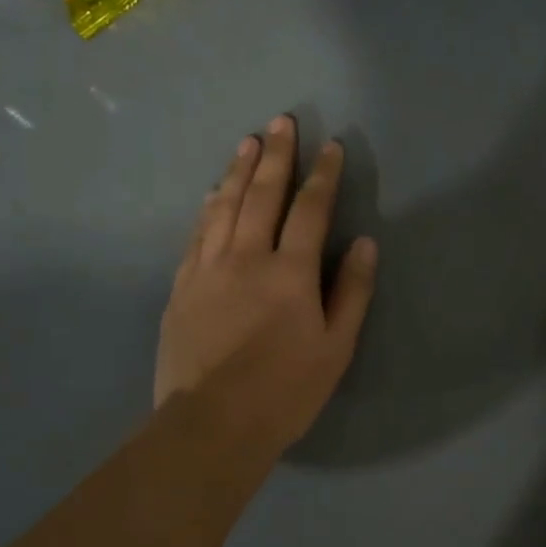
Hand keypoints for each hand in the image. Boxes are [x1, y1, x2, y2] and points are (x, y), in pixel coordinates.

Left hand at [156, 114, 376, 455]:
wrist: (211, 425)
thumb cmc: (285, 391)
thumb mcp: (335, 348)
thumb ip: (351, 292)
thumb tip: (364, 244)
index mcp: (289, 273)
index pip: (310, 210)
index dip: (323, 175)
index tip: (331, 147)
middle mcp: (246, 258)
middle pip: (262, 194)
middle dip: (276, 155)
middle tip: (281, 121)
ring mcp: (207, 269)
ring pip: (223, 206)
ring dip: (238, 171)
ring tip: (247, 142)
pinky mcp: (181, 287)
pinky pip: (196, 234)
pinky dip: (208, 207)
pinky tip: (212, 194)